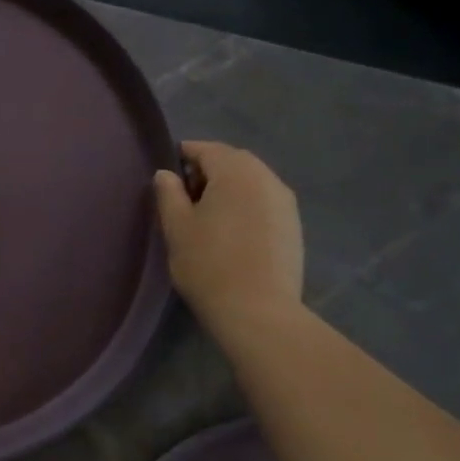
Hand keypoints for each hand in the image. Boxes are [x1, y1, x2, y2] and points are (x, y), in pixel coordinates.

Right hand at [154, 141, 304, 336]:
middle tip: (183, 198)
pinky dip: (244, 205)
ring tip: (206, 217)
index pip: (205, 149)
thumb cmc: (208, 264)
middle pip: (232, 161)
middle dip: (207, 171)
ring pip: (250, 181)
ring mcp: (285, 201)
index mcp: (236, 171)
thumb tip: (166, 174)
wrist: (258, 311)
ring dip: (227, 189)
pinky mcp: (294, 225)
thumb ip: (168, 193)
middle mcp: (266, 177)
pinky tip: (230, 232)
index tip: (165, 177)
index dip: (182, 156)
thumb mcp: (176, 227)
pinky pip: (263, 201)